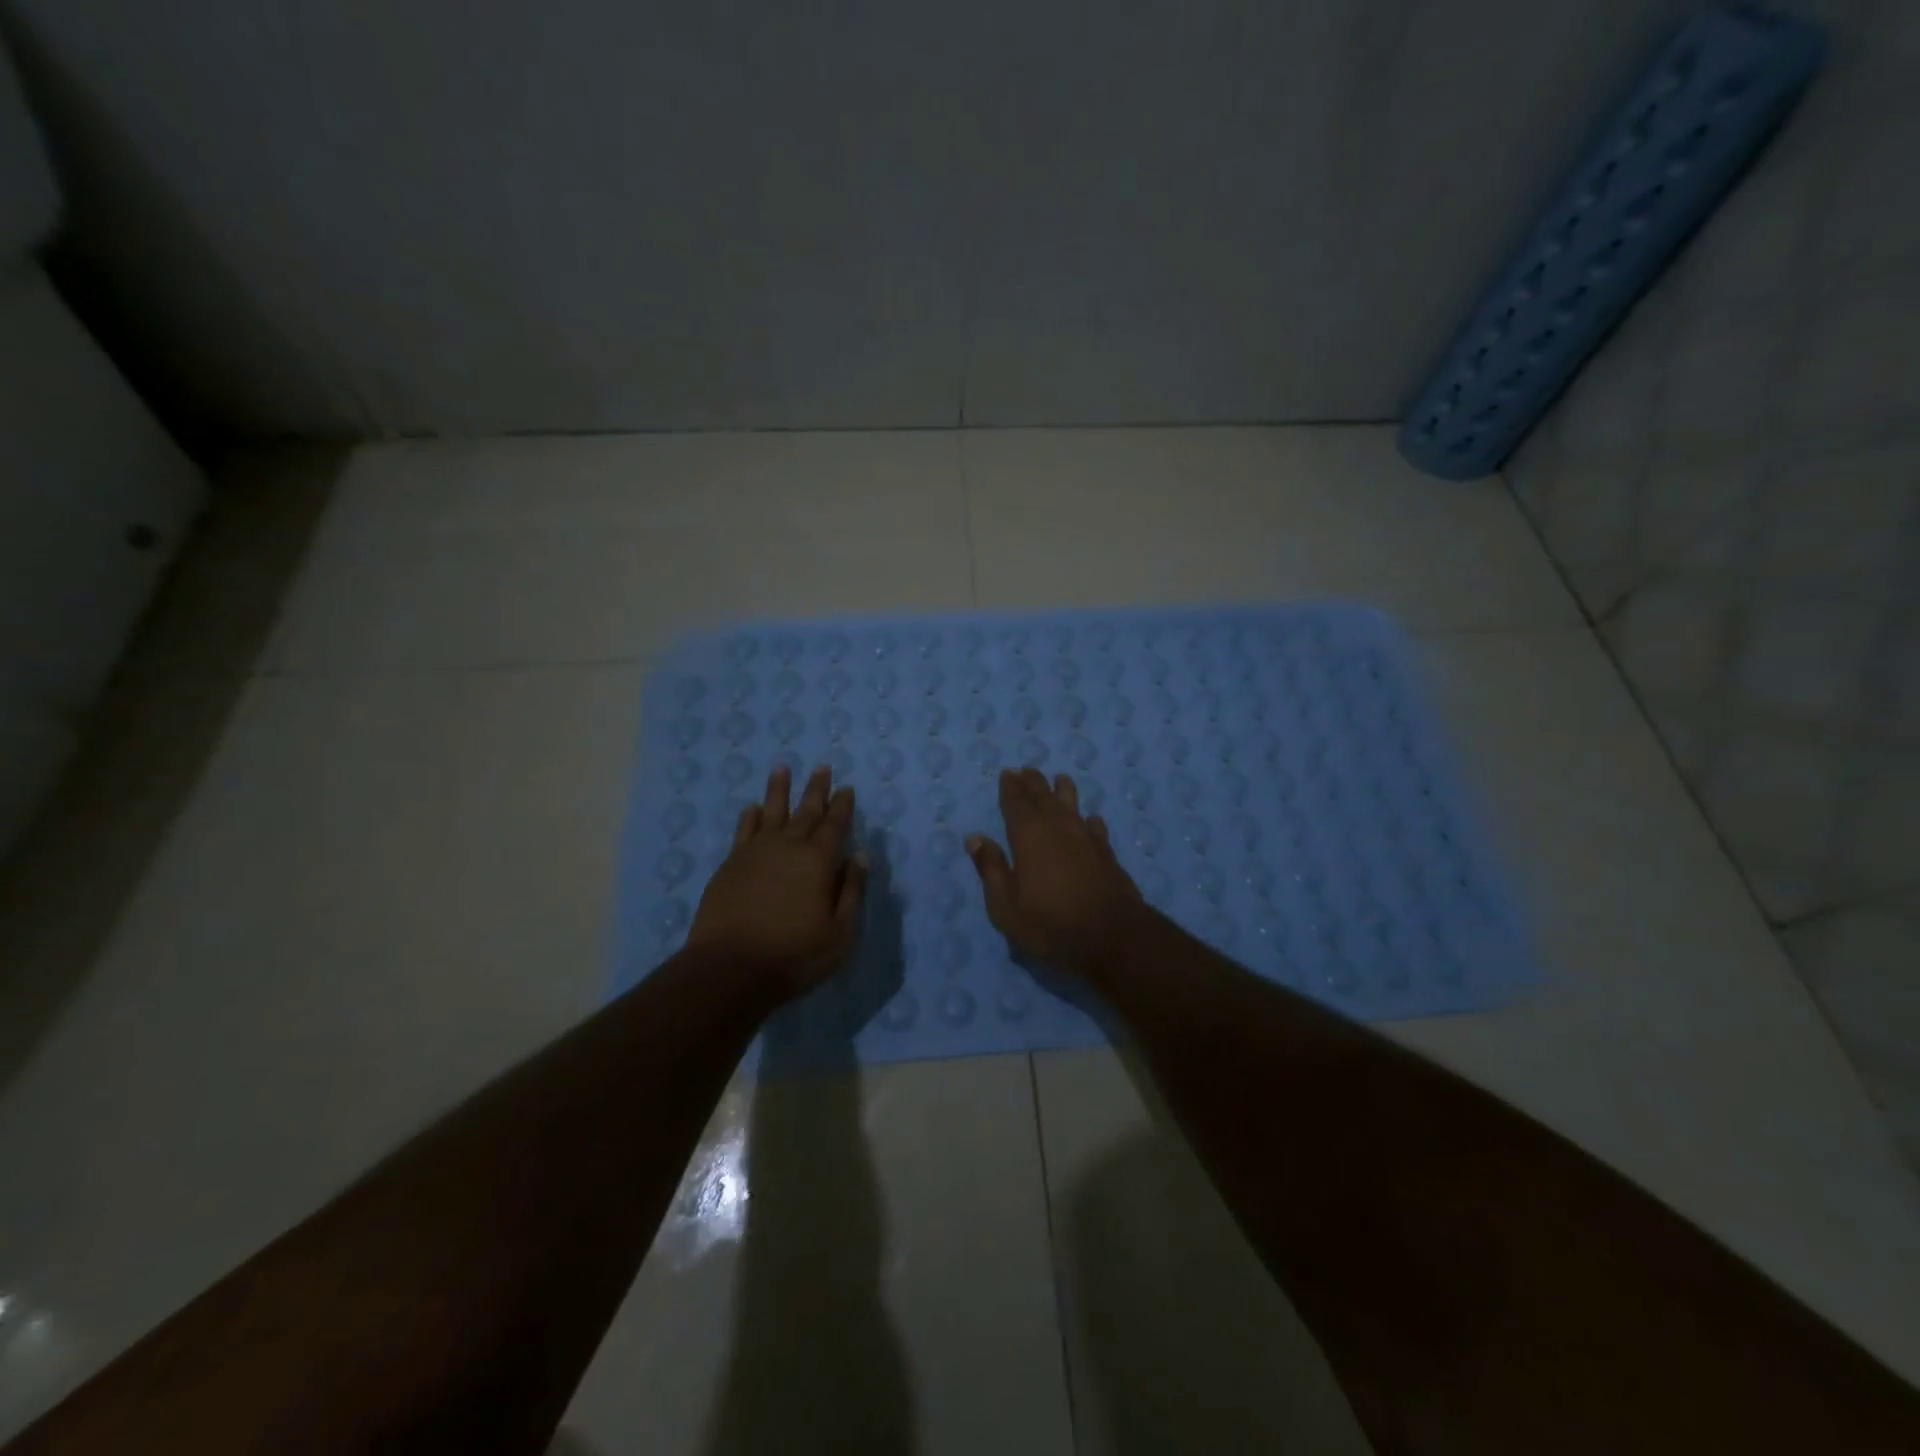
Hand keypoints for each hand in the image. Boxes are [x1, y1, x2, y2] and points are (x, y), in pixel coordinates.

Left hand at [688, 765, 867, 1000]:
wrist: (730, 968)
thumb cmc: (794, 954)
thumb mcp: (840, 932)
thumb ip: (852, 890)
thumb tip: (860, 855)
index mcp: (819, 861)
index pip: (835, 824)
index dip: (842, 805)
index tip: (846, 788)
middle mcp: (788, 847)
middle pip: (805, 811)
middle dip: (816, 789)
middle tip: (822, 767)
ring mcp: (755, 853)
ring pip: (770, 812)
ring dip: (778, 790)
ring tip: (782, 768)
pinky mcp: (730, 865)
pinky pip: (743, 831)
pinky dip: (749, 817)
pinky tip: (751, 808)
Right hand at [966, 768, 1147, 978]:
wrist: (1113, 936)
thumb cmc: (1050, 923)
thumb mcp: (1006, 905)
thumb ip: (991, 868)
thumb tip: (974, 838)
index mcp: (1028, 836)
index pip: (1016, 803)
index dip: (1010, 788)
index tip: (1007, 773)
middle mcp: (1058, 828)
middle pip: (1044, 797)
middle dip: (1033, 783)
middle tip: (1026, 770)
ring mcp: (1086, 839)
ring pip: (1073, 805)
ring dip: (1064, 791)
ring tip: (1060, 778)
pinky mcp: (1107, 854)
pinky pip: (1096, 828)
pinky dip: (1089, 820)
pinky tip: (1091, 819)